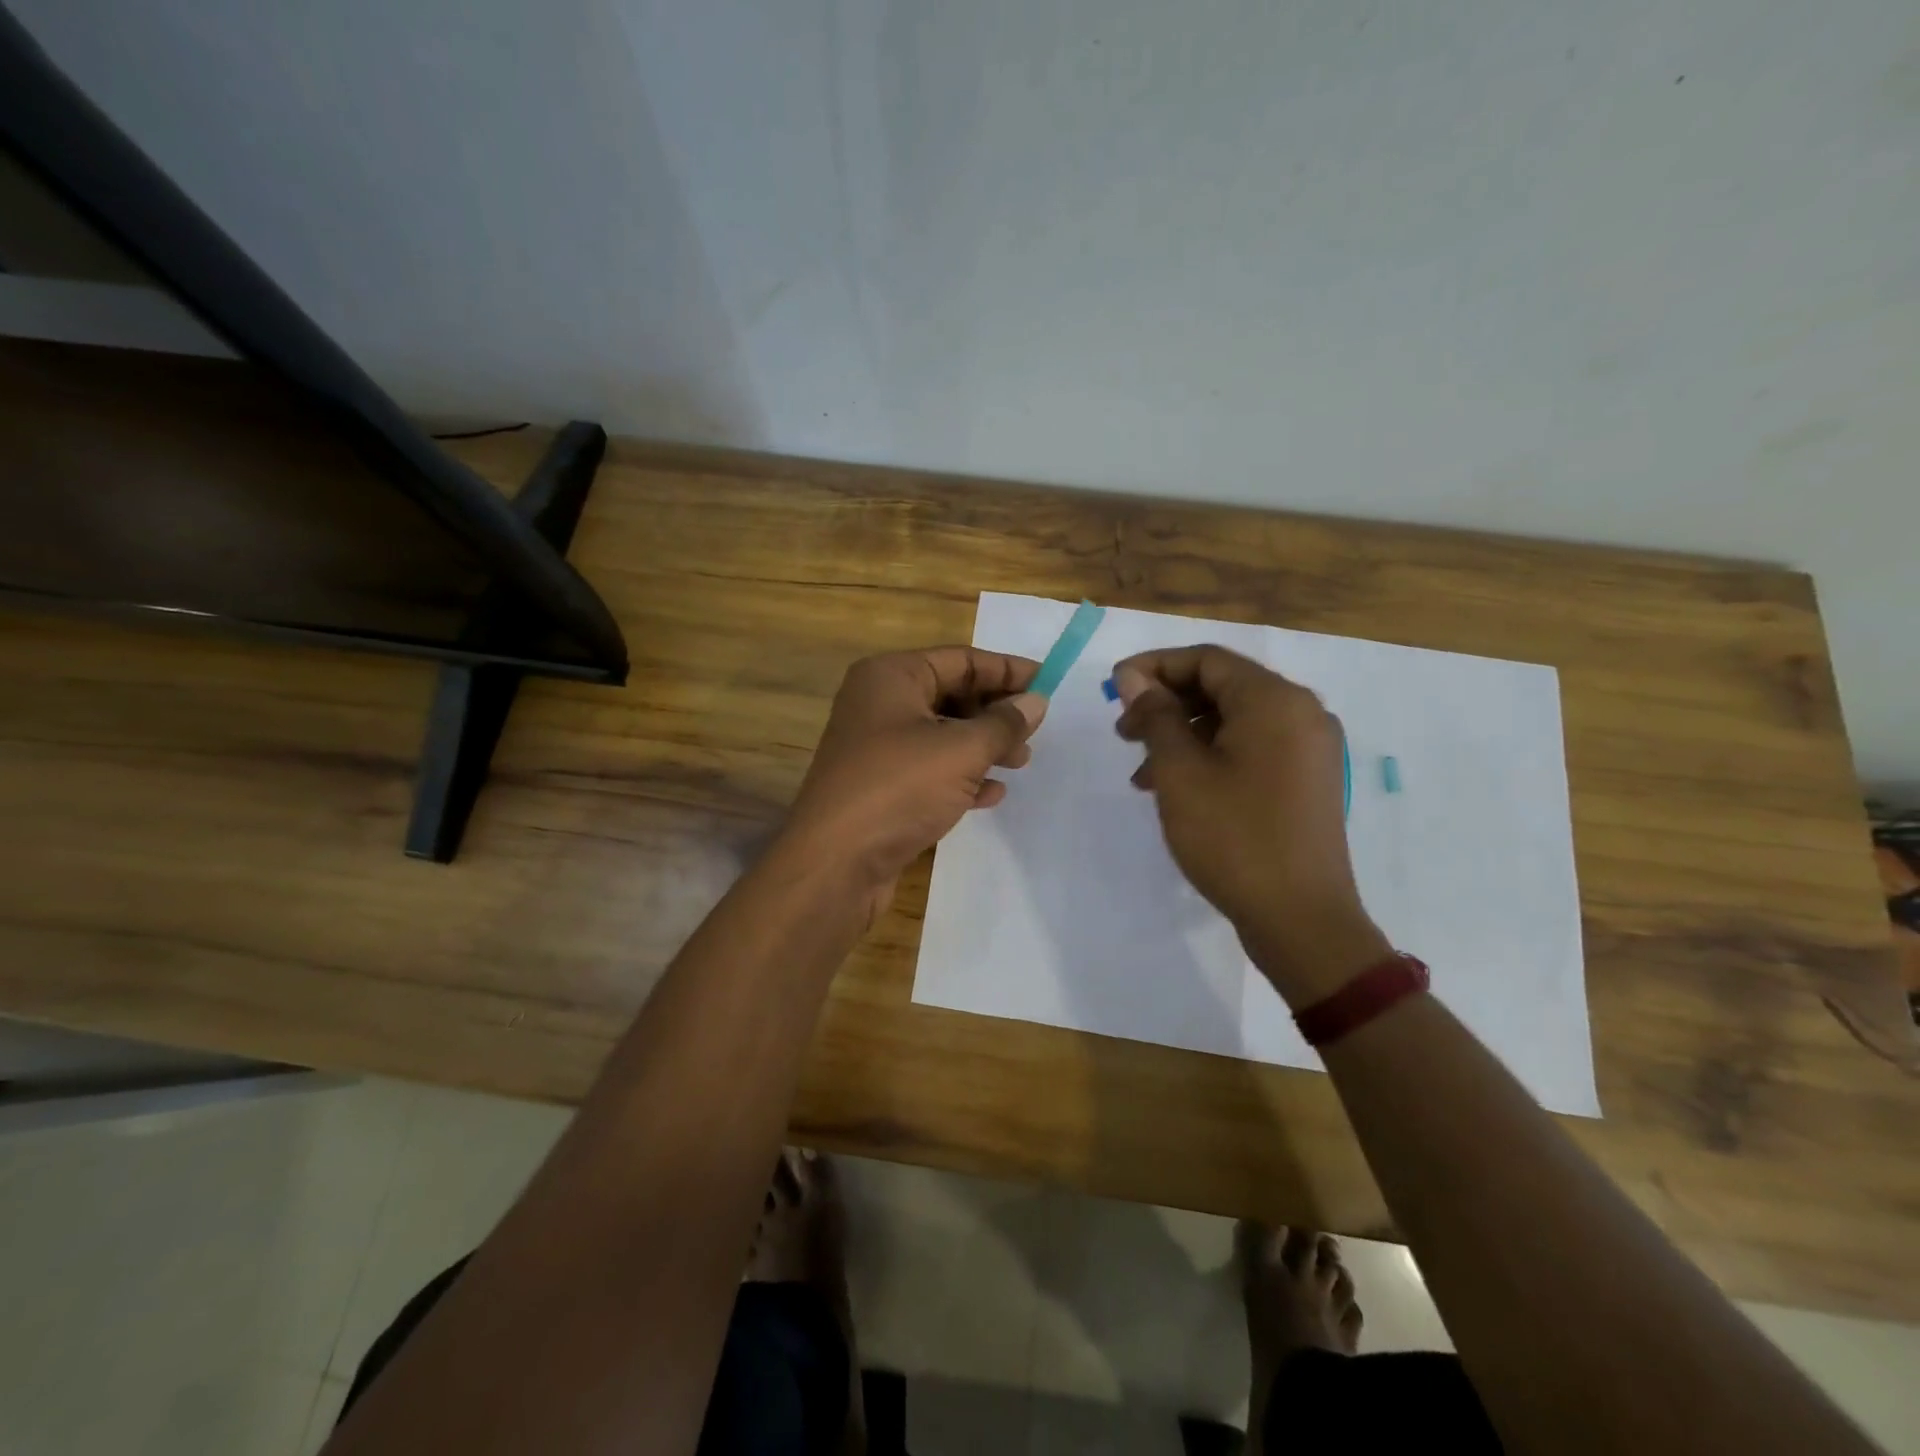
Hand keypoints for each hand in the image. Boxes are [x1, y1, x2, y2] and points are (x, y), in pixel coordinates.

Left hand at [783, 647, 1045, 918]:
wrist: (836, 863)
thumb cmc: (899, 788)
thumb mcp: (961, 750)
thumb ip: (1004, 724)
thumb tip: (1036, 702)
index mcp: (891, 677)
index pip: (960, 660)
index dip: (1007, 670)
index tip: (1048, 682)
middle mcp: (880, 704)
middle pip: (951, 695)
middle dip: (995, 712)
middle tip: (1035, 731)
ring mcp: (877, 748)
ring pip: (942, 735)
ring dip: (983, 746)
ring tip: (1020, 763)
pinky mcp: (880, 786)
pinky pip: (929, 770)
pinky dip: (961, 777)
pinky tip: (991, 794)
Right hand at [1112, 645, 1390, 1005]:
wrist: (1300, 920)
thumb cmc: (1233, 837)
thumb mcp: (1181, 772)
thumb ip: (1156, 715)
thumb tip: (1134, 677)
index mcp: (1275, 700)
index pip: (1207, 660)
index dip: (1154, 667)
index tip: (1112, 688)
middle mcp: (1302, 713)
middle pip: (1222, 687)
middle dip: (1166, 704)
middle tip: (1123, 732)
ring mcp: (1310, 749)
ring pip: (1234, 721)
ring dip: (1183, 735)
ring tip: (1142, 772)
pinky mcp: (1308, 780)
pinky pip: (1252, 748)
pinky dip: (1211, 756)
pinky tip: (1178, 788)